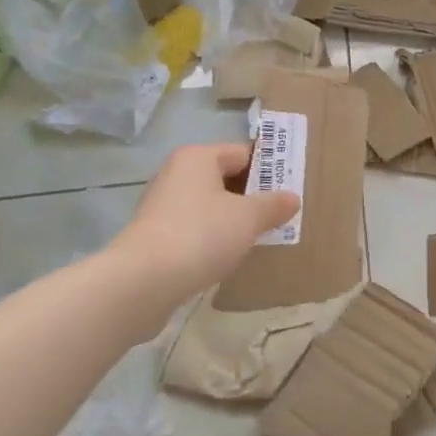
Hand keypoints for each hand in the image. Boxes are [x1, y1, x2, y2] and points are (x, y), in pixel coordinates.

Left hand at [107, 143, 299, 333]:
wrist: (143, 283)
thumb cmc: (201, 235)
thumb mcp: (249, 218)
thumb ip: (273, 205)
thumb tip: (292, 198)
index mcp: (198, 158)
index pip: (242, 153)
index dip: (268, 170)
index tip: (288, 191)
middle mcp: (176, 175)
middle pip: (224, 179)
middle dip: (251, 197)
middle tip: (278, 217)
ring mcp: (161, 207)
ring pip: (209, 207)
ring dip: (231, 221)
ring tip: (257, 239)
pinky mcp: (154, 238)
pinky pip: (194, 230)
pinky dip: (211, 240)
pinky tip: (226, 258)